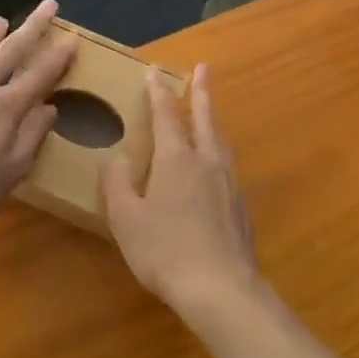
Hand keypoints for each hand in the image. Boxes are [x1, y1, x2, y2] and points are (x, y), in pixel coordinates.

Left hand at [0, 0, 75, 229]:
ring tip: (1, 20)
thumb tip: (50, 108)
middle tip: (48, 3)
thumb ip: (32, 136)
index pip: (40, 74)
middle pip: (12, 48)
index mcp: (6, 106)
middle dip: (33, 25)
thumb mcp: (10, 172)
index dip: (59, 56)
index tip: (72, 38)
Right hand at [104, 67, 260, 318]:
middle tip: (205, 68)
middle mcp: (206, 161)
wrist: (222, 289)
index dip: (158, 91)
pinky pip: (226, 164)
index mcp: (176, 158)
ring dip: (212, 119)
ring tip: (209, 112)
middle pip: (204, 117)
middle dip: (202, 91)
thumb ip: (119, 185)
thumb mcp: (127, 219)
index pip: (166, 114)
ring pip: (219, 140)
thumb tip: (118, 160)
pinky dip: (218, 150)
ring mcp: (228, 182)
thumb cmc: (166, 251)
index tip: (154, 71)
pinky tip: (214, 165)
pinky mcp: (240, 205)